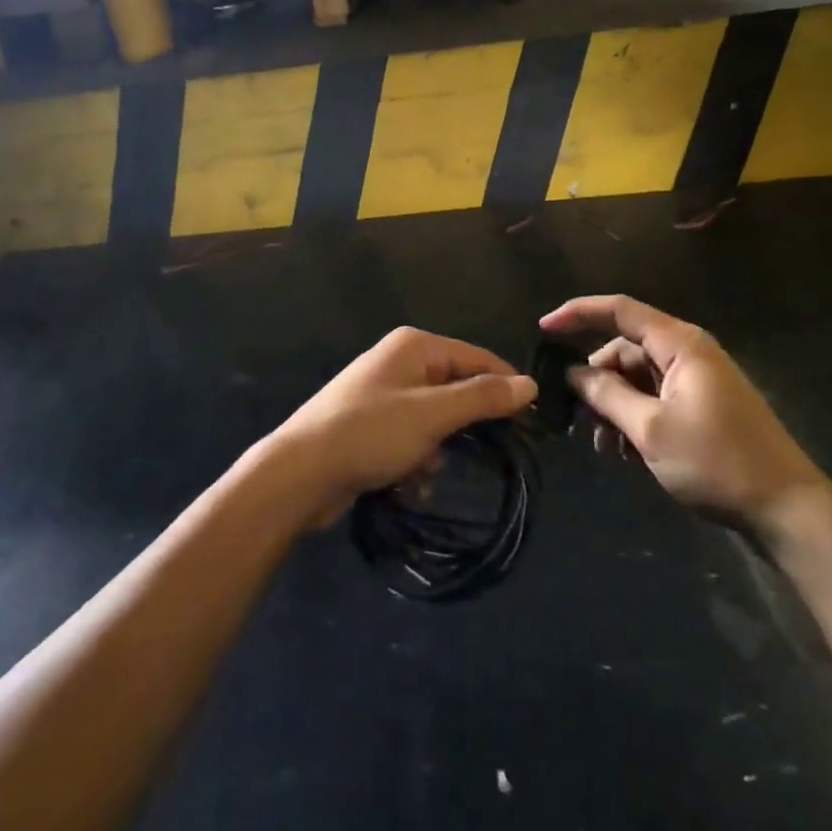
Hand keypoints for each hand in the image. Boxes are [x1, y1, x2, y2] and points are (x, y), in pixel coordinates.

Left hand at [266, 327, 535, 525]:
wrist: (300, 473)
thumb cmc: (370, 433)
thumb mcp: (433, 415)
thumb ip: (482, 398)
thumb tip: (530, 384)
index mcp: (415, 346)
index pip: (476, 357)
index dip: (505, 386)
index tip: (531, 421)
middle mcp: (400, 362)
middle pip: (455, 388)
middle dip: (465, 424)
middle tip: (486, 454)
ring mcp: (383, 394)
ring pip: (435, 418)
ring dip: (439, 448)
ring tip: (427, 471)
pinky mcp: (372, 425)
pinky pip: (412, 437)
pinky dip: (417, 459)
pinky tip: (410, 483)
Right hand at [541, 295, 826, 534]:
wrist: (787, 510)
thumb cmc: (717, 462)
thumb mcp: (651, 429)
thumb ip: (607, 395)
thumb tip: (572, 371)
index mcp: (680, 343)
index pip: (619, 310)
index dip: (577, 313)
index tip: (543, 328)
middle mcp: (688, 352)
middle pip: (626, 348)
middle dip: (597, 378)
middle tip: (576, 415)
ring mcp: (698, 380)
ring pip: (638, 377)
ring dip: (615, 405)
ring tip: (606, 446)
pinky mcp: (703, 406)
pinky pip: (655, 398)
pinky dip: (635, 418)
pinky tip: (626, 452)